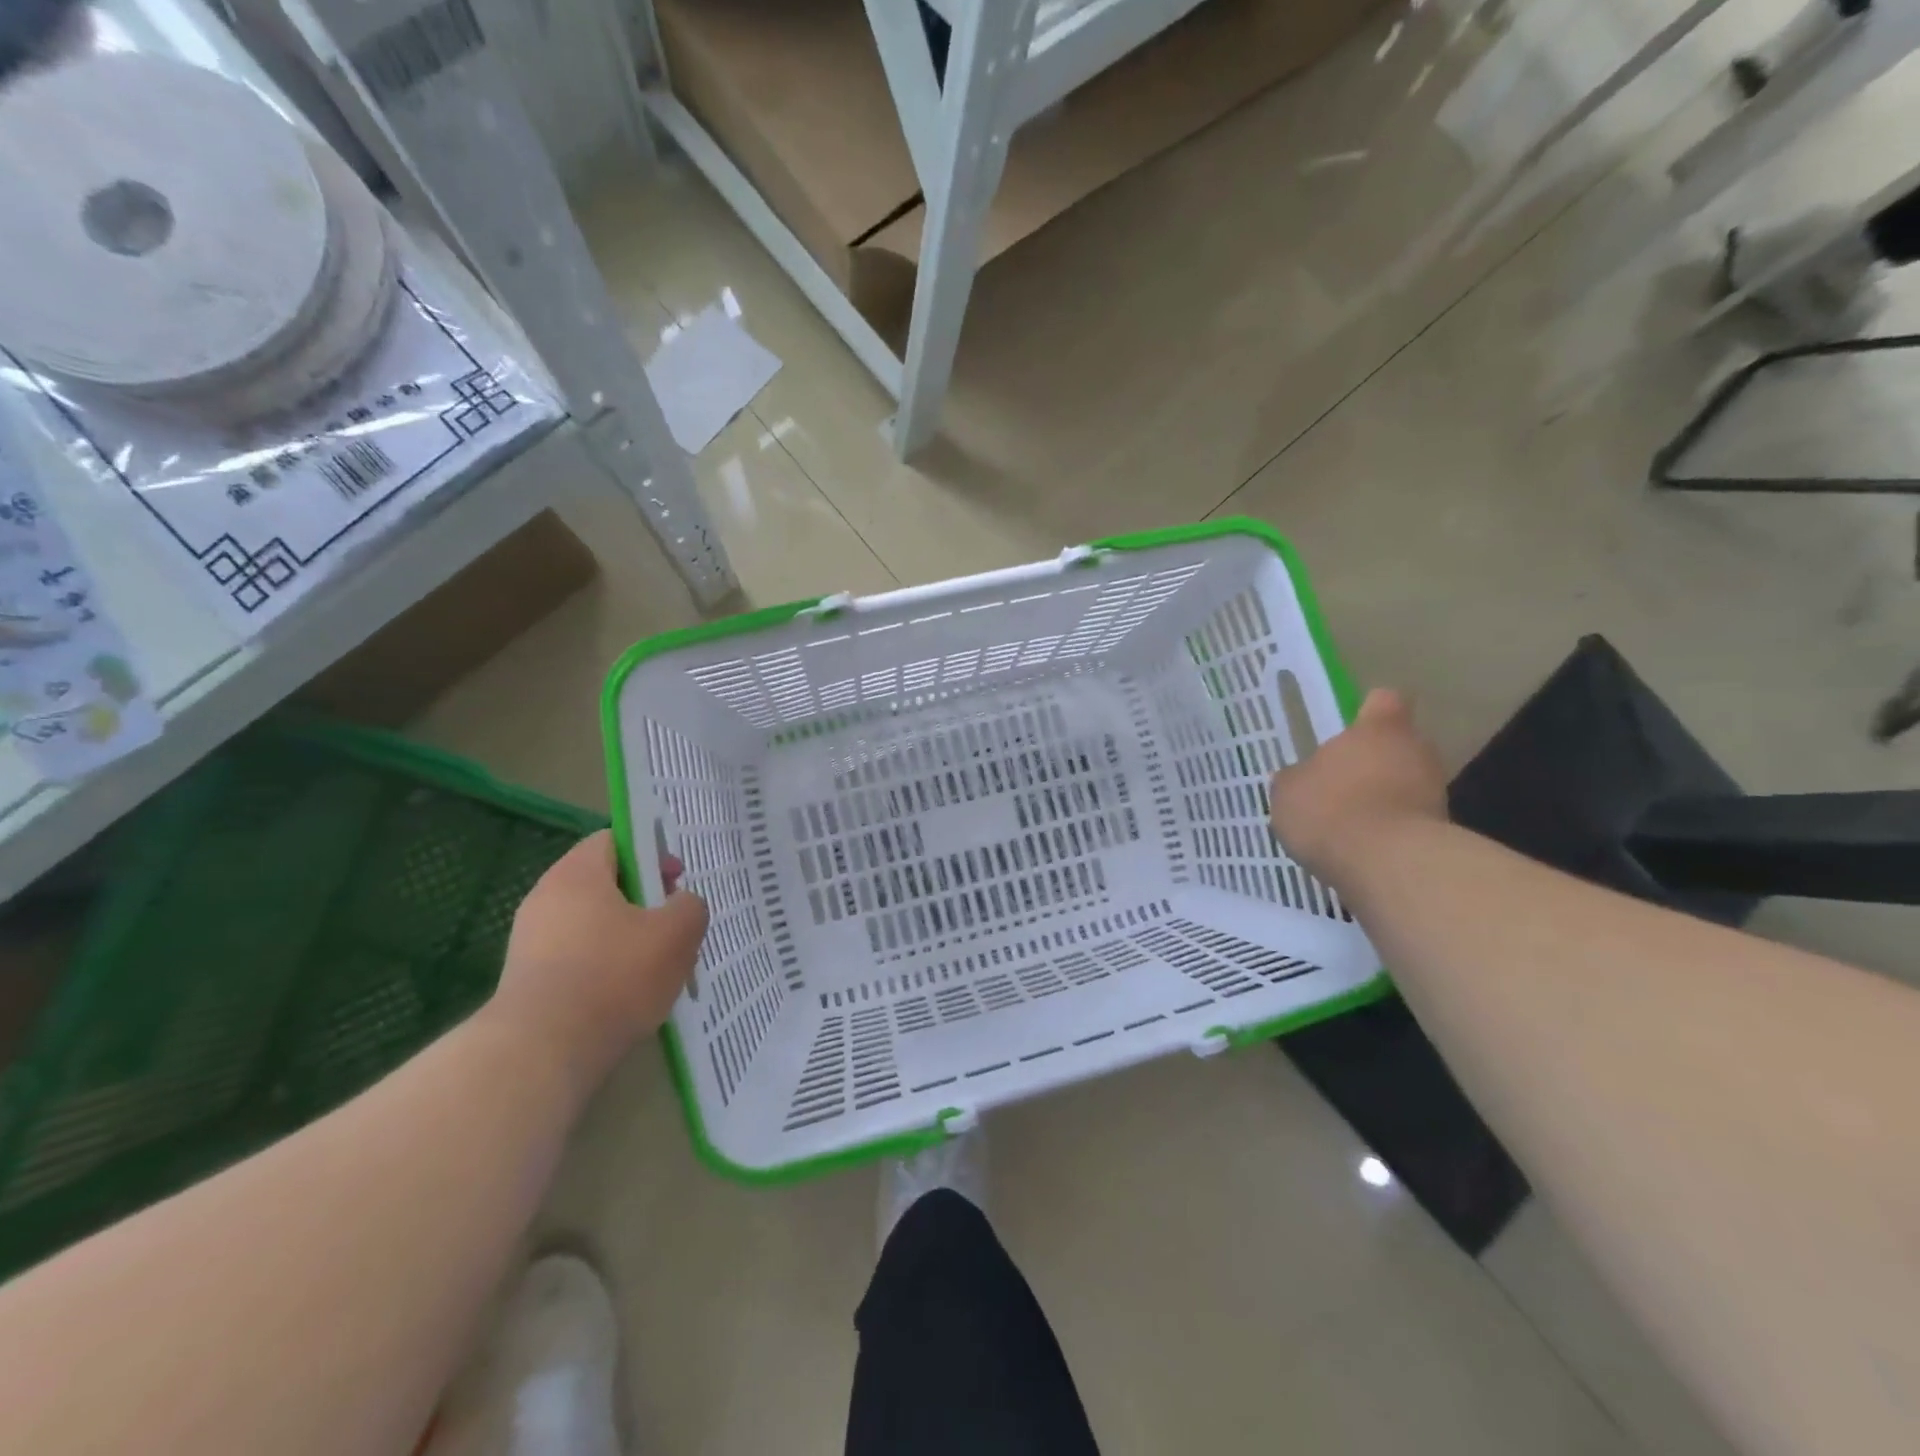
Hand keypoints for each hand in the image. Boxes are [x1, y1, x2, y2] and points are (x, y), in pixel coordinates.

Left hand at [490, 831, 707, 1091]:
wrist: (541, 1051)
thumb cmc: (615, 975)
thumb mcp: (678, 933)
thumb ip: (690, 906)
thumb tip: (681, 904)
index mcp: (578, 873)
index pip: (614, 840)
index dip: (651, 853)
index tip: (676, 881)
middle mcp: (545, 898)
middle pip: (603, 884)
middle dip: (643, 901)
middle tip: (672, 926)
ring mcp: (529, 941)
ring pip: (592, 925)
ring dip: (626, 938)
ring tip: (656, 968)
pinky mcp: (526, 981)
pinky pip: (576, 959)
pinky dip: (603, 969)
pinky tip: (626, 997)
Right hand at [1269, 688, 1447, 885]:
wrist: (1388, 866)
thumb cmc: (1330, 810)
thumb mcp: (1288, 792)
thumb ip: (1295, 778)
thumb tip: (1298, 777)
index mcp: (1377, 730)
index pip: (1383, 701)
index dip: (1369, 711)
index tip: (1352, 728)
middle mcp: (1415, 750)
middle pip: (1399, 745)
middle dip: (1375, 762)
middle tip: (1342, 784)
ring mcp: (1435, 791)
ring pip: (1407, 784)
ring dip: (1385, 798)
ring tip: (1351, 823)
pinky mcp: (1442, 831)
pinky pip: (1411, 821)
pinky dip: (1392, 830)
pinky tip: (1364, 849)